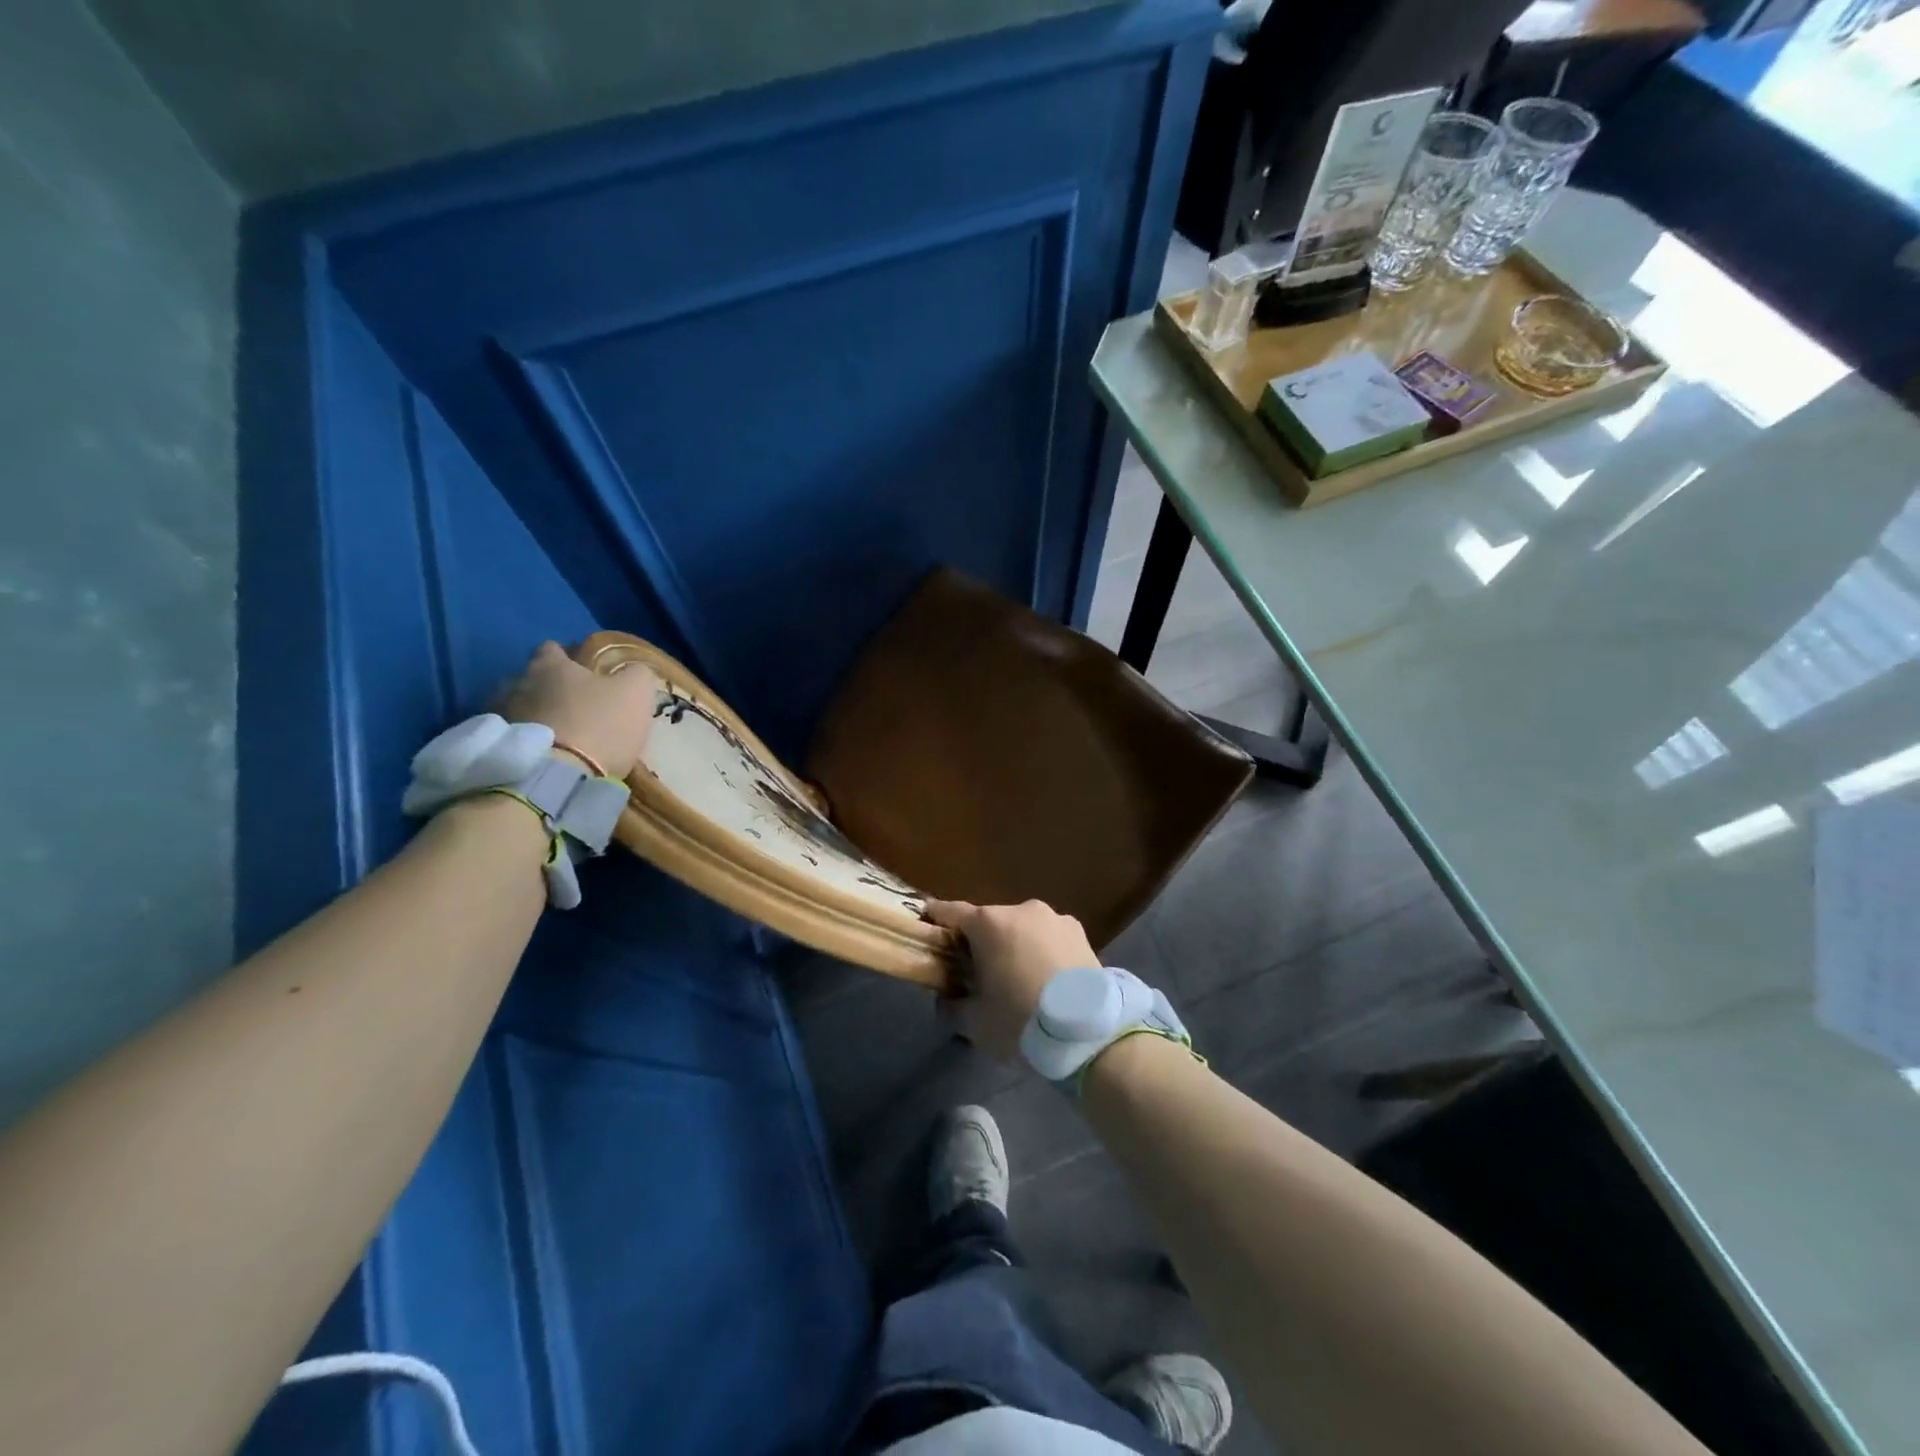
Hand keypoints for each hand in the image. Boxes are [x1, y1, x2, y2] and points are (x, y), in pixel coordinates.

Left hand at [496, 641, 658, 779]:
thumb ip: (636, 674)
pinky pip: (512, 736)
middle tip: (574, 706)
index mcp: (550, 664)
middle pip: (532, 678)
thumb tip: (633, 671)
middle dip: (550, 688)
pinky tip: (544, 754)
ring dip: (535, 715)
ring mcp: (501, 715)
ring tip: (557, 734)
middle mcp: (517, 682)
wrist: (557, 778)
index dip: (570, 657)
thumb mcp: (636, 693)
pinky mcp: (495, 748)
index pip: (553, 648)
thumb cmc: (599, 725)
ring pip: (519, 706)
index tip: (586, 671)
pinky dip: (526, 740)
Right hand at [922, 899, 1099, 1060]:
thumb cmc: (1020, 1021)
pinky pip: (1049, 938)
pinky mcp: (1080, 932)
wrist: (1088, 1032)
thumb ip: (951, 1006)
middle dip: (980, 942)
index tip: (926, 927)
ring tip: (1019, 979)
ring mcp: (1054, 918)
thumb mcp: (975, 1022)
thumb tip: (945, 1000)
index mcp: (988, 923)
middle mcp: (1021, 909)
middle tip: (978, 972)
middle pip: (989, 922)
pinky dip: (1042, 951)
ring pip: (1022, 928)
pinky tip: (1047, 980)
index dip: (935, 919)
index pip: (949, 911)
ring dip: (1014, 946)